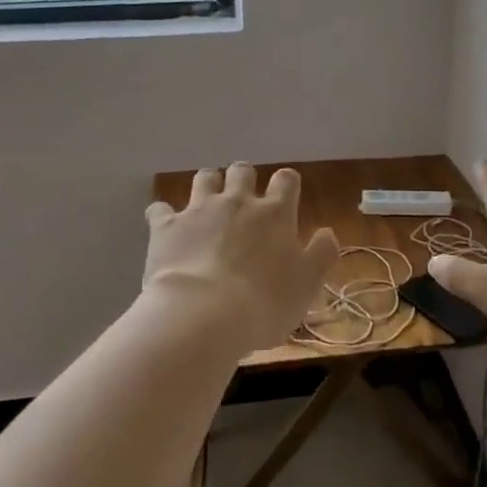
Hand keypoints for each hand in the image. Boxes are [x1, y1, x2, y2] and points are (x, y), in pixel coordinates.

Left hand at [143, 163, 339, 354]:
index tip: (286, 196)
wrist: (202, 315)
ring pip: (204, 178)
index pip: (286, 180)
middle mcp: (237, 202)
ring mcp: (199, 210)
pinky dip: (164, 214)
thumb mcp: (307, 284)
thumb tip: (327, 232)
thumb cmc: (264, 303)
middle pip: (242, 171)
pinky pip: (160, 208)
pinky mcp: (166, 226)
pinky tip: (165, 225)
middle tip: (243, 199)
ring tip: (208, 203)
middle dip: (244, 178)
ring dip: (208, 185)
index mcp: (275, 214)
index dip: (287, 184)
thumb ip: (322, 254)